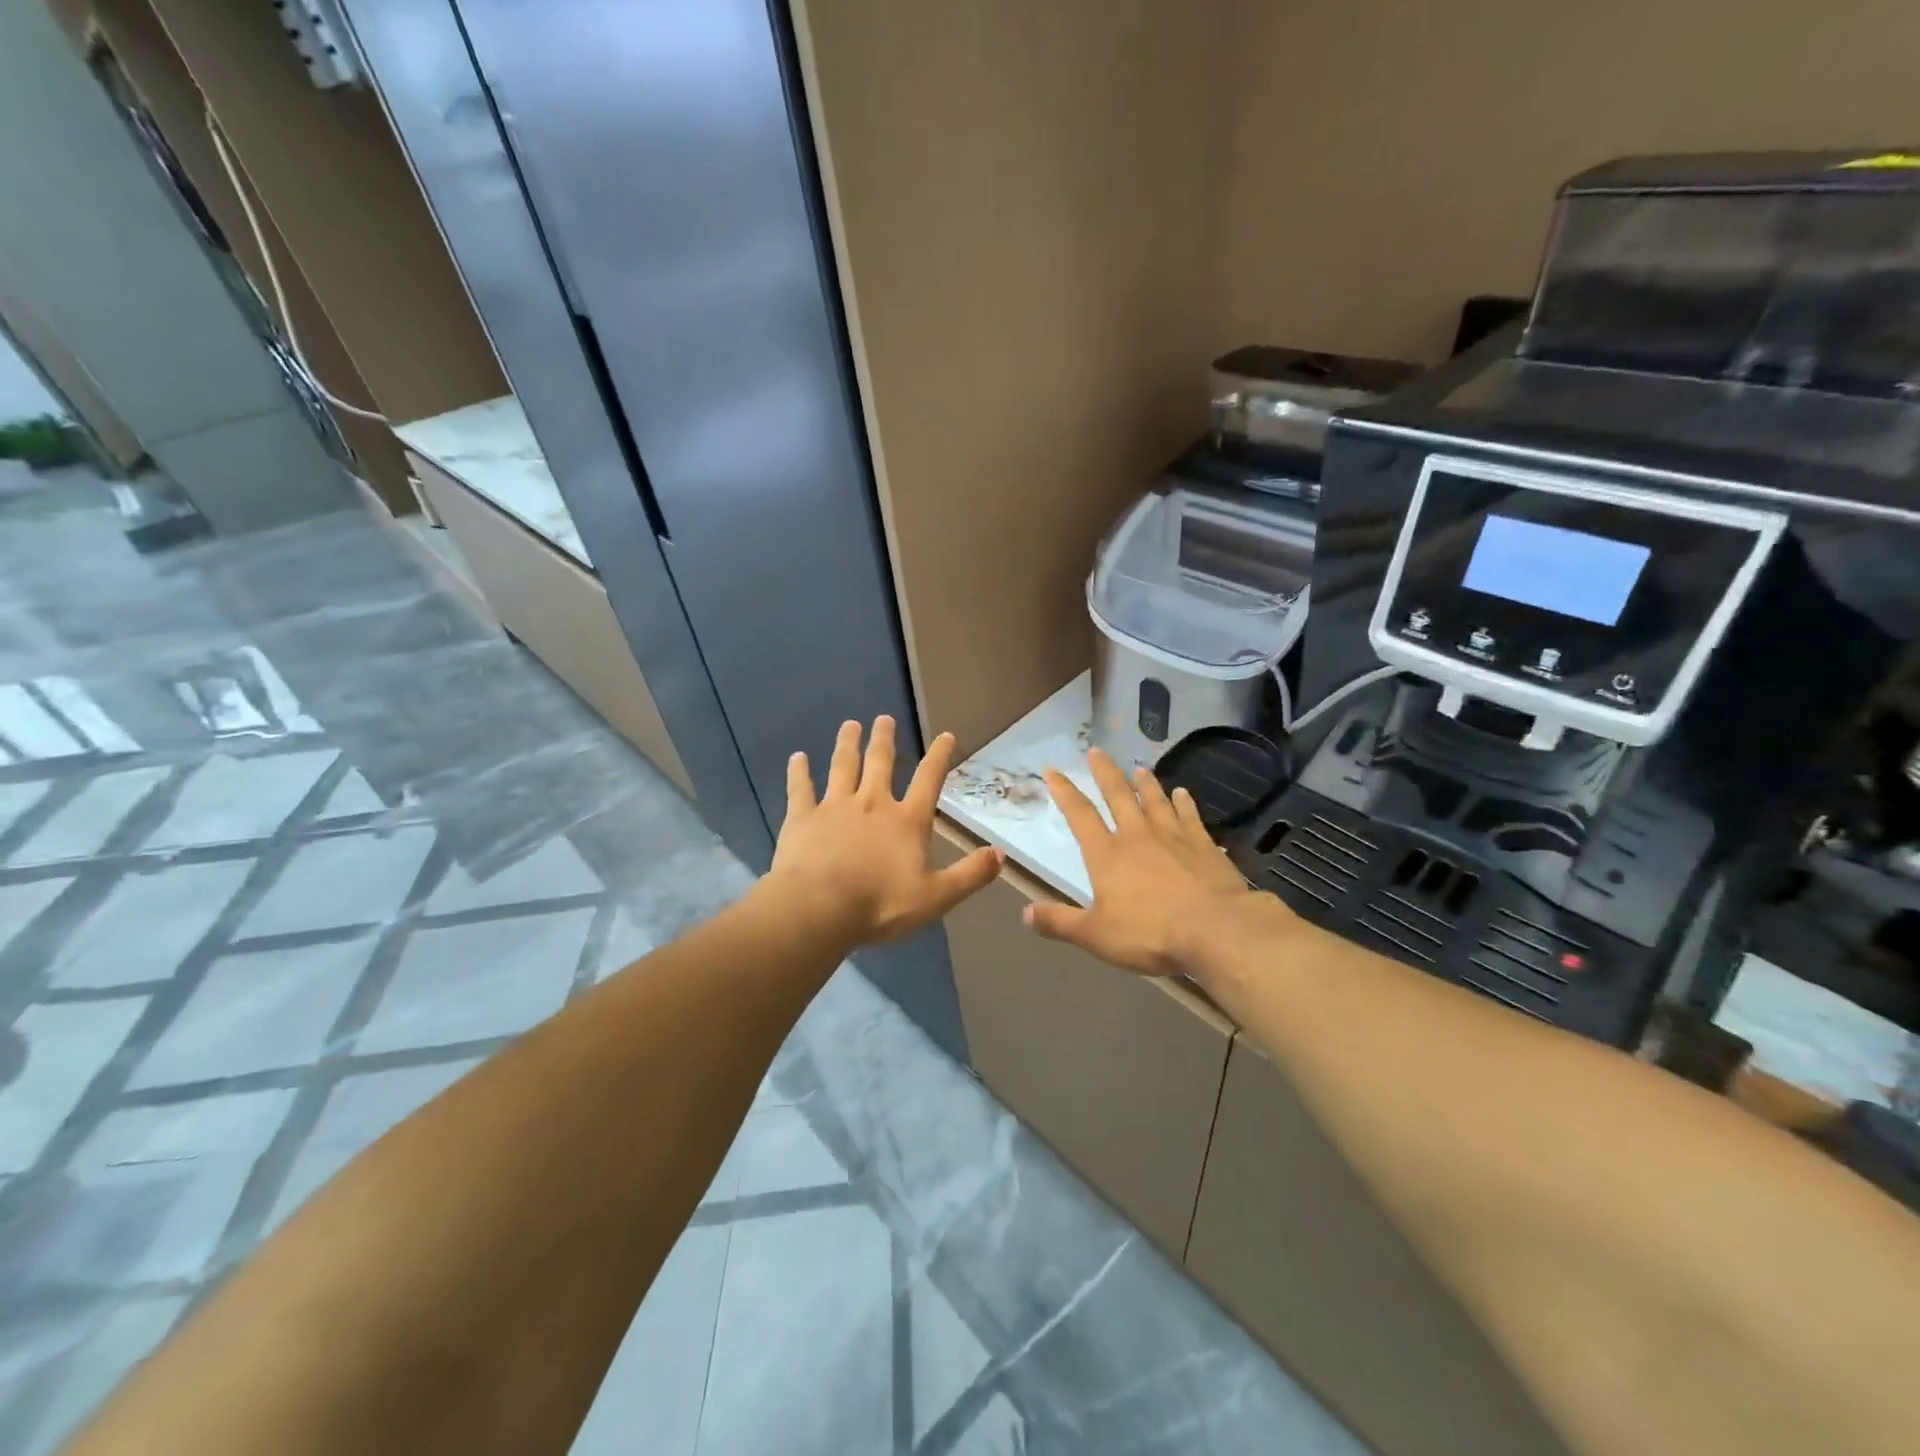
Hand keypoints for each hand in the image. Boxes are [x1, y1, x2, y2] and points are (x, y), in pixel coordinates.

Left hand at [767, 716, 1001, 945]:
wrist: (819, 908)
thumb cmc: (881, 904)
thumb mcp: (936, 897)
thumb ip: (969, 875)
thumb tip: (1000, 855)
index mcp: (907, 821)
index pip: (929, 780)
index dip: (939, 757)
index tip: (945, 735)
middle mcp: (872, 803)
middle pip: (880, 763)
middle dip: (884, 739)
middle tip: (884, 718)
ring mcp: (834, 807)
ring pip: (842, 767)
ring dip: (847, 744)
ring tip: (849, 725)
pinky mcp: (802, 818)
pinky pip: (801, 789)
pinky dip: (798, 772)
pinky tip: (797, 757)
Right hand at [1025, 748, 1281, 976]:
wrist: (1215, 929)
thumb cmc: (1149, 932)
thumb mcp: (1095, 935)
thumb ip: (1060, 923)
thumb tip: (1025, 914)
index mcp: (1106, 854)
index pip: (1080, 816)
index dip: (1065, 792)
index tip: (1053, 771)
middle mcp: (1137, 836)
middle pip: (1118, 796)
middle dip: (1105, 772)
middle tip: (1097, 750)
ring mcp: (1173, 837)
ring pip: (1155, 801)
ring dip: (1146, 783)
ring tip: (1139, 768)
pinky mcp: (1204, 845)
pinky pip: (1190, 817)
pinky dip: (1185, 803)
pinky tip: (1184, 794)